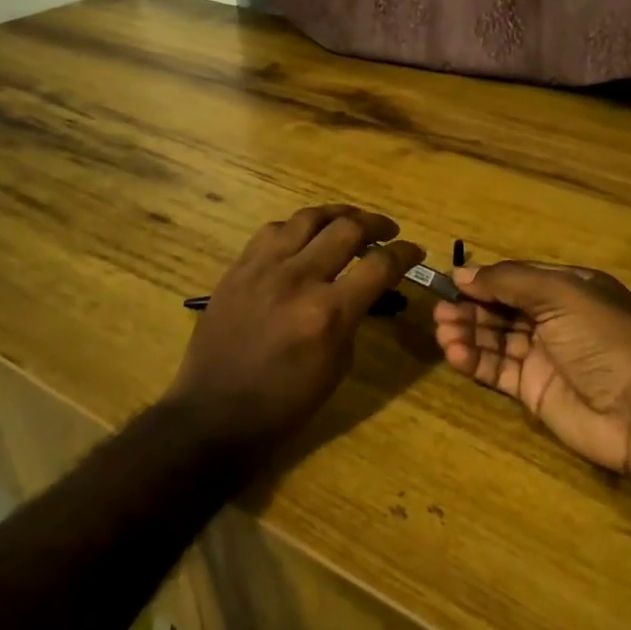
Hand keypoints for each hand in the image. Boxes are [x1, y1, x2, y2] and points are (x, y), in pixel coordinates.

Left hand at [164, 205, 423, 454]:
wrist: (214, 414)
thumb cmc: (284, 404)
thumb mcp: (337, 366)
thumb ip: (353, 318)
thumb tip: (362, 290)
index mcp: (327, 314)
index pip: (379, 265)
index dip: (405, 253)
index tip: (416, 251)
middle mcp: (297, 279)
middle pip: (347, 228)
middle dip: (376, 224)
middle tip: (387, 231)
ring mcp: (262, 268)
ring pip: (308, 218)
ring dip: (337, 215)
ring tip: (350, 222)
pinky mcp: (238, 268)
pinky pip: (273, 230)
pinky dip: (298, 228)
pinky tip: (305, 236)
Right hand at [433, 261, 630, 481]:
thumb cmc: (604, 338)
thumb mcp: (560, 294)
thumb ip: (509, 281)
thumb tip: (462, 273)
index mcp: (570, 289)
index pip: (518, 279)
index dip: (485, 280)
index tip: (450, 282)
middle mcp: (556, 320)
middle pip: (503, 309)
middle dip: (472, 308)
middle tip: (439, 311)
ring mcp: (545, 357)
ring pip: (497, 339)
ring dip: (468, 333)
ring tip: (441, 331)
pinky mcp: (534, 391)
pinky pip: (498, 370)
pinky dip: (475, 360)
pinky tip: (454, 353)